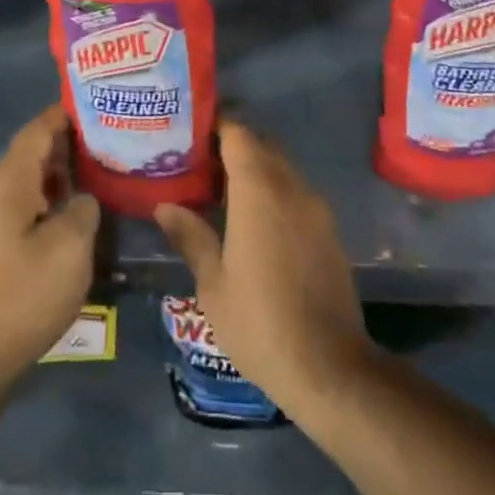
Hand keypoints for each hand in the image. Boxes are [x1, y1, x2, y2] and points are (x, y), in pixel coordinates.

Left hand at [0, 104, 99, 388]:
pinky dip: (52, 194)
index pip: (38, 130)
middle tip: (110, 134)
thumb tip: (83, 199)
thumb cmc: (26, 292)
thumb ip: (84, 207)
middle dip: (69, 141)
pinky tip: (78, 205)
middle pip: (34, 150)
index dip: (65, 114)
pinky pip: (26, 199)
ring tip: (101, 165)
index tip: (98, 103)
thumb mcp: (71, 245)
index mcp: (9, 181)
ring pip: (31, 176)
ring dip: (62, 170)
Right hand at [154, 120, 371, 412]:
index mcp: (258, 190)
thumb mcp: (213, 284)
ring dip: (255, 170)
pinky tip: (253, 221)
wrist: (330, 367)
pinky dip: (274, 191)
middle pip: (261, 145)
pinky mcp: (329, 230)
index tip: (190, 135)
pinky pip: (296, 192)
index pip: (238, 134)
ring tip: (221, 193)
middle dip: (232, 147)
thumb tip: (164, 206)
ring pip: (281, 168)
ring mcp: (315, 207)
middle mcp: (290, 187)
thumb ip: (191, 236)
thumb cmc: (259, 323)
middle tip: (199, 164)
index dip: (215, 127)